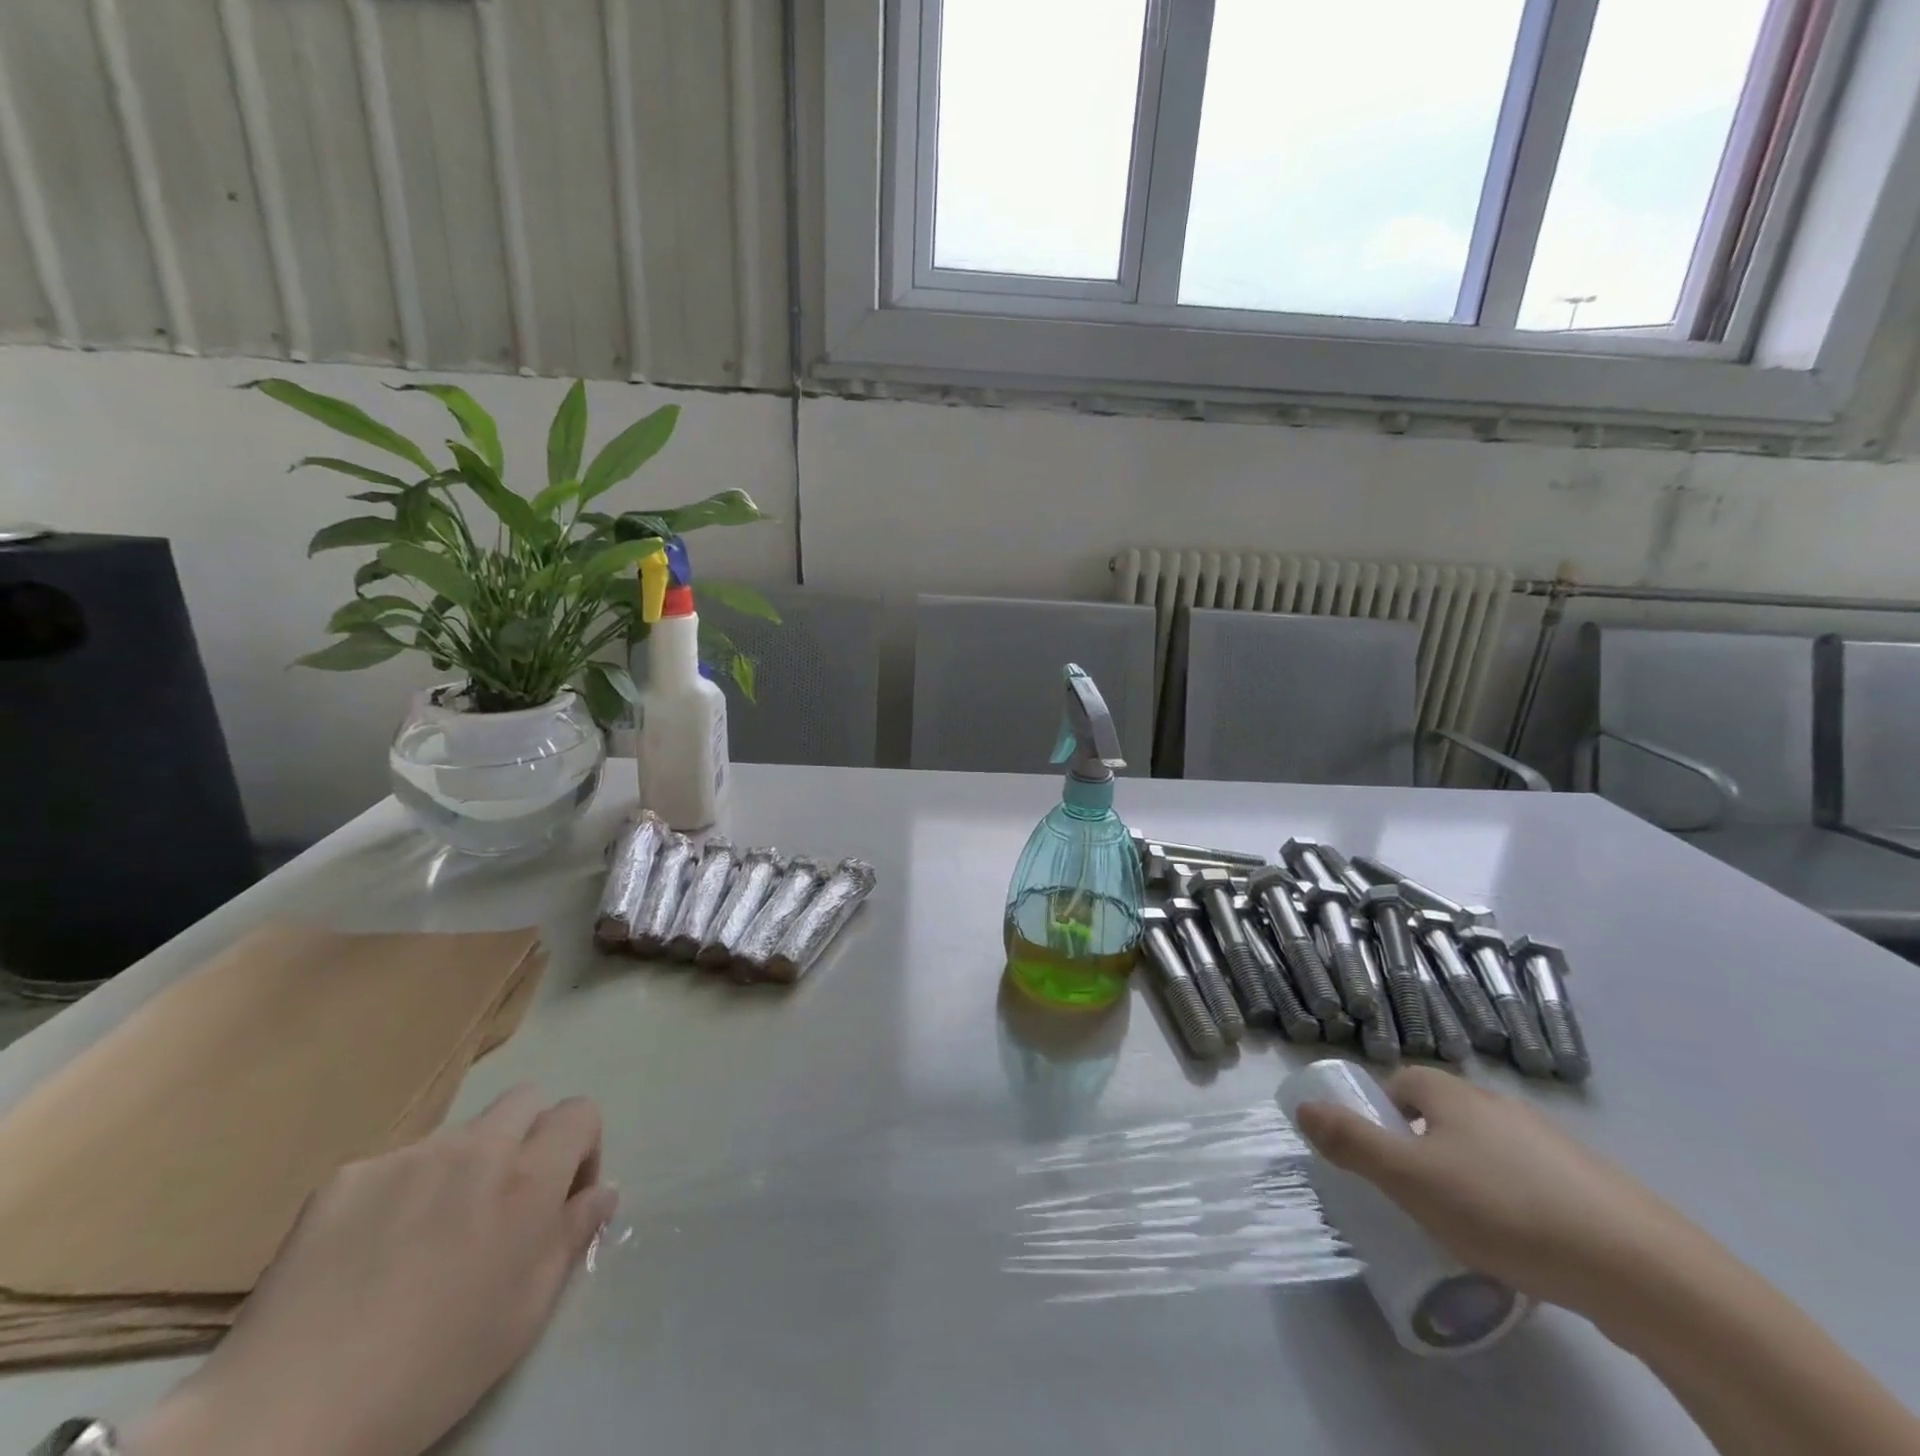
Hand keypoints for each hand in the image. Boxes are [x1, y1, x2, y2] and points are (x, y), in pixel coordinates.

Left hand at [128, 1088, 616, 1455]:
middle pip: (525, 1100)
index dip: (581, 1147)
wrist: (285, 1418)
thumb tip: (601, 1191)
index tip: (562, 1196)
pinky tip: (370, 1251)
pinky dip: (401, 1191)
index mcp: (528, 1178)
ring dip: (464, 1165)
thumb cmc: (432, 1370)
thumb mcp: (526, 1312)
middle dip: (528, 1137)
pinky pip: (396, 1163)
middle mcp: (477, 1148)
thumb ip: (571, 1236)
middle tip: (503, 1201)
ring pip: (459, 1133)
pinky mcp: (347, 1175)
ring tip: (427, 1235)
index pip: (580, 1112)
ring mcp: (408, 1155)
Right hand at [1293, 1066, 1699, 1321]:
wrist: (1641, 1269)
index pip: (1401, 1081)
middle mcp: (1498, 1105)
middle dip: (1422, 1147)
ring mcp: (1551, 1143)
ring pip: (1488, 1150)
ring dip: (1468, 1177)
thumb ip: (1351, 1142)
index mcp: (1453, 1094)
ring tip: (1466, 1229)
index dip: (1381, 1112)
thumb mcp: (1409, 1179)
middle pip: (1443, 1114)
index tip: (1378, 1157)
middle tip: (1414, 1196)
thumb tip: (1302, 1107)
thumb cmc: (1504, 1210)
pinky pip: (1531, 1183)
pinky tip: (1523, 1247)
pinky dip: (1516, 1203)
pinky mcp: (1591, 1185)